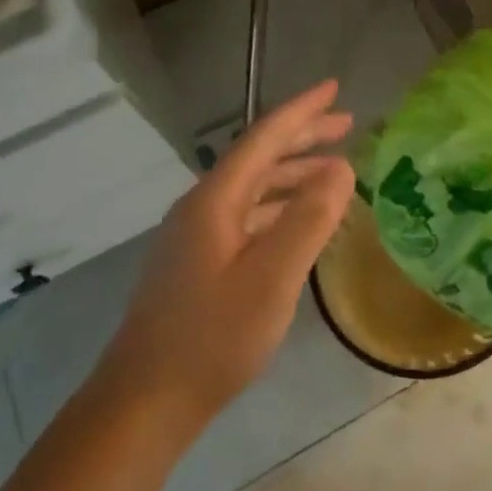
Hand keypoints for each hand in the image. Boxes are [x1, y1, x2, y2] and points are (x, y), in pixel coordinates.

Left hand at [99, 81, 354, 432]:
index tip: (336, 88)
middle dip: (303, 137)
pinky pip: (249, 215)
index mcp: (216, 199)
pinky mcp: (198, 262)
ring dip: (294, 174)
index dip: (303, 111)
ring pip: (254, 188)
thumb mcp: (272, 278)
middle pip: (259, 157)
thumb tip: (341, 169)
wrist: (144, 402)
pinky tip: (301, 223)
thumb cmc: (212, 338)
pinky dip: (281, 208)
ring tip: (336, 172)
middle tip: (347, 125)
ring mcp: (197, 235)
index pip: (265, 137)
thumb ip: (309, 220)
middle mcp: (203, 206)